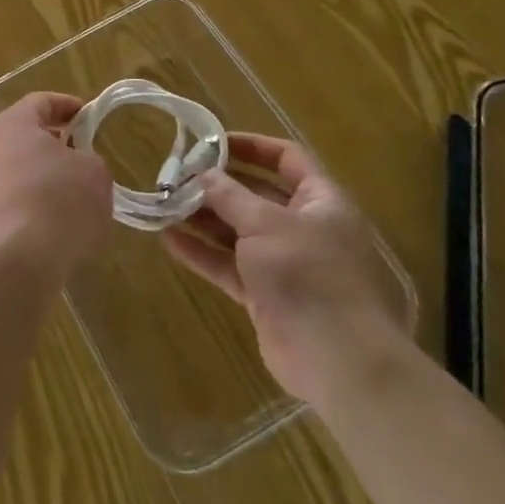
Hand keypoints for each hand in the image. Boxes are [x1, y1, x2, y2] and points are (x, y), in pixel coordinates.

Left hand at [0, 92, 112, 278]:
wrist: (17, 258)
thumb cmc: (58, 198)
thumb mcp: (94, 171)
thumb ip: (89, 159)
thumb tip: (78, 166)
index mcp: (13, 123)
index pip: (41, 101)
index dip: (68, 105)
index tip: (90, 116)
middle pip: (27, 134)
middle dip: (58, 142)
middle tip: (86, 152)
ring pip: (22, 168)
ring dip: (48, 174)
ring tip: (80, 191)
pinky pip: (18, 198)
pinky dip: (39, 202)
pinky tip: (62, 221)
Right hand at [163, 133, 408, 404]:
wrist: (340, 361)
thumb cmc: (309, 274)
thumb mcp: (265, 223)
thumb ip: (230, 195)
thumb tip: (203, 174)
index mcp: (321, 201)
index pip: (287, 158)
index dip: (251, 146)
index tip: (211, 142)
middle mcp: (305, 228)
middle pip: (257, 195)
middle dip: (217, 185)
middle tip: (177, 176)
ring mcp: (286, 265)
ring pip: (239, 232)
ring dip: (203, 218)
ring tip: (164, 204)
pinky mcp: (267, 297)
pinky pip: (230, 266)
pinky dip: (203, 253)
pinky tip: (169, 240)